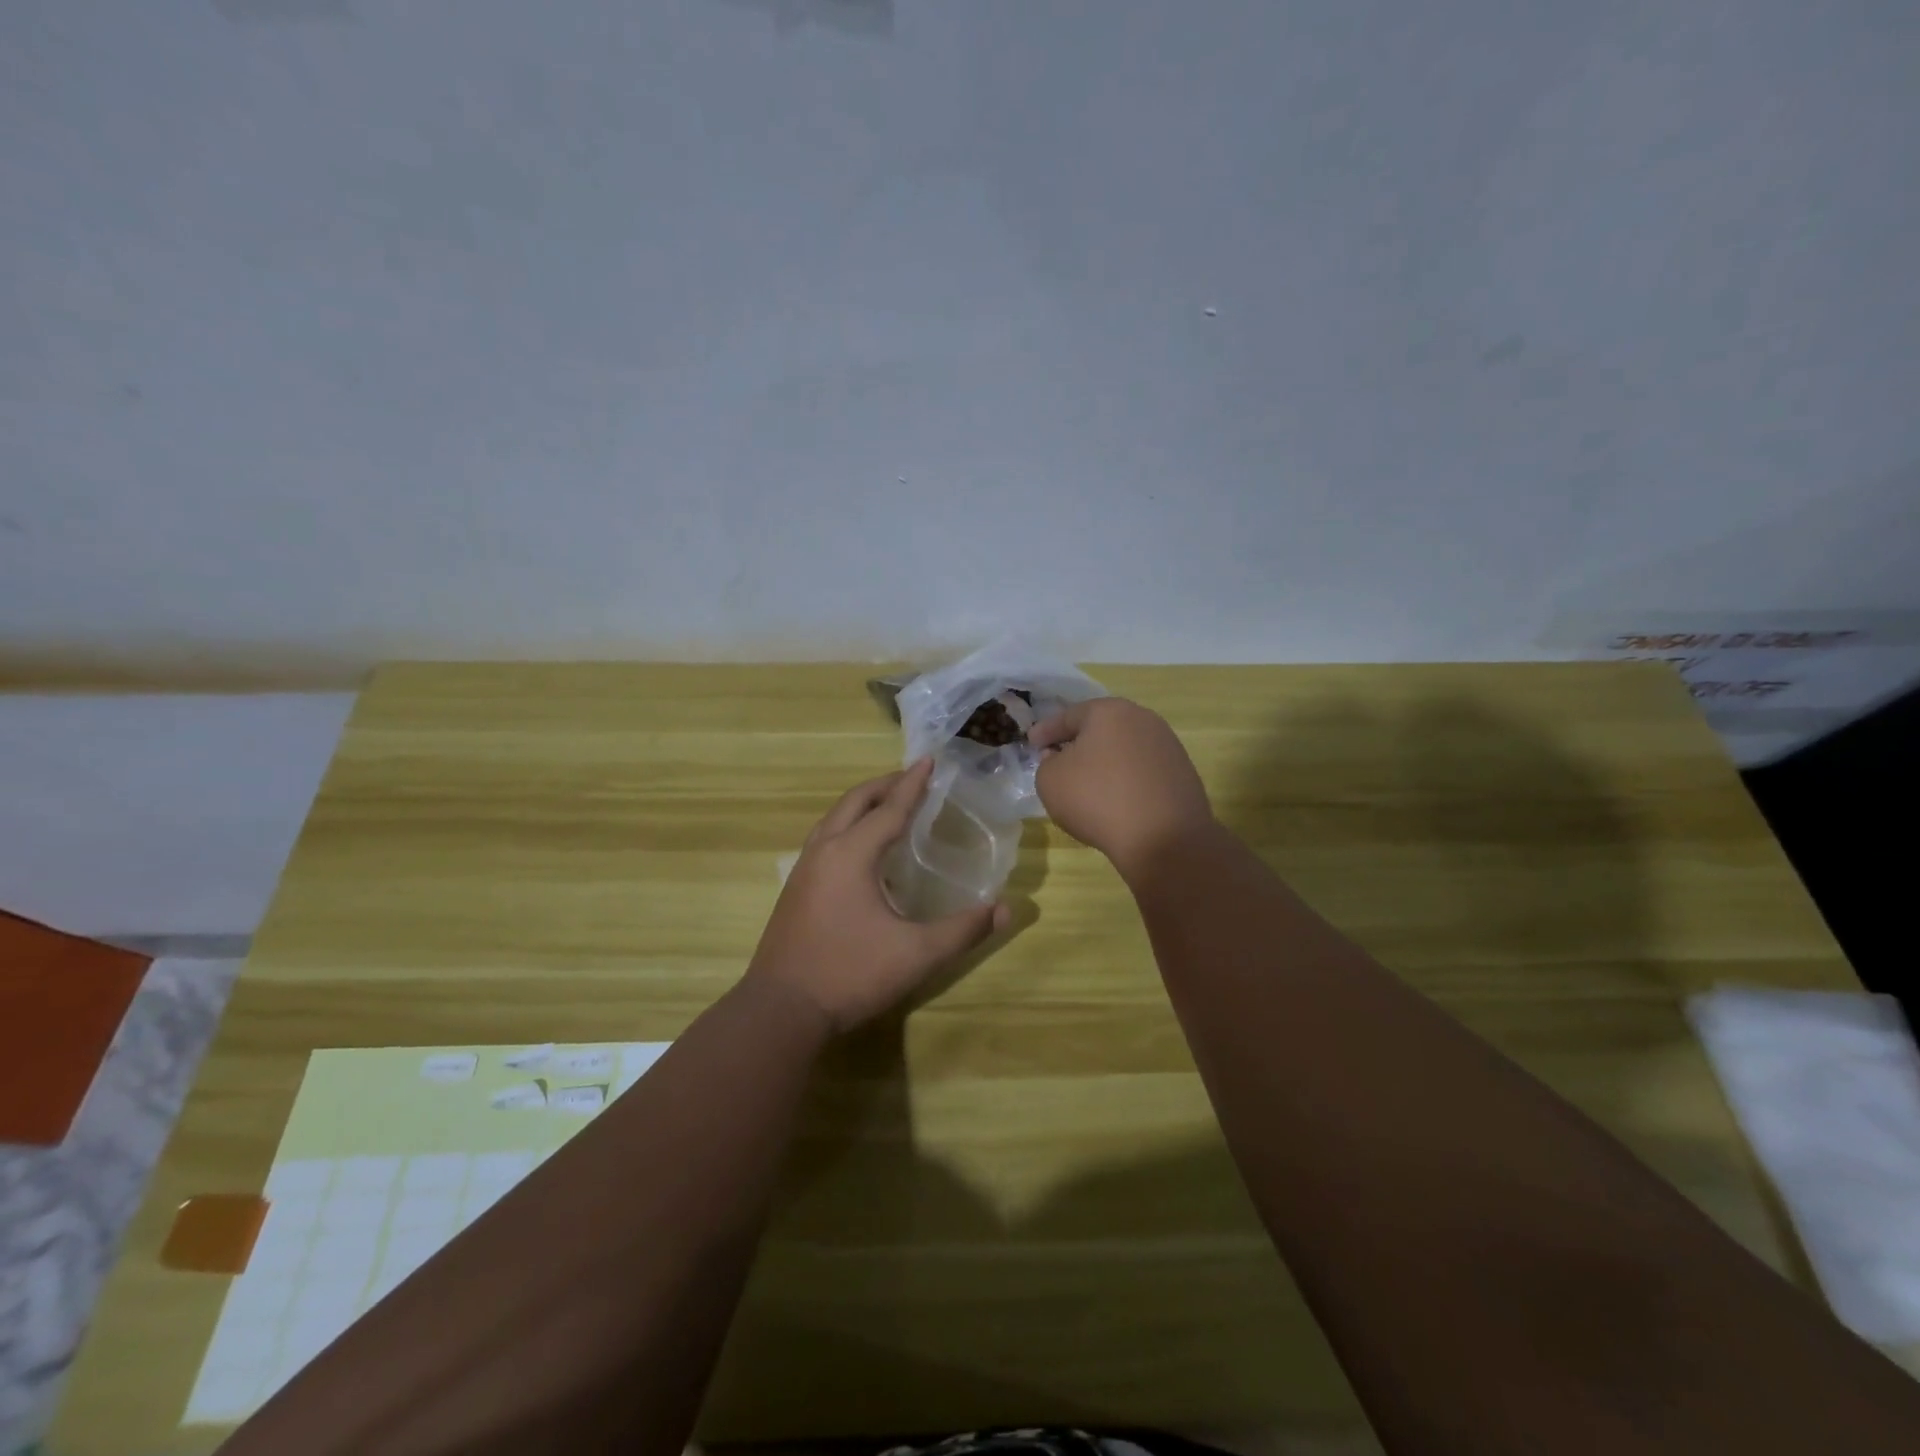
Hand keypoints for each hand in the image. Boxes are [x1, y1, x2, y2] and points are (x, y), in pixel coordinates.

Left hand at [747, 759, 1009, 1032]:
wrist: (780, 1010)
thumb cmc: (850, 974)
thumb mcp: (916, 954)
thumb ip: (963, 930)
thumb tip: (1005, 909)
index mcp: (851, 854)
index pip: (890, 808)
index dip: (913, 784)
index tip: (929, 760)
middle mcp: (824, 851)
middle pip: (855, 802)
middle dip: (885, 785)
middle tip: (913, 778)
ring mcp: (804, 869)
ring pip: (834, 819)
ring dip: (863, 804)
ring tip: (889, 805)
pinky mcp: (795, 889)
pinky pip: (825, 838)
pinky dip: (848, 825)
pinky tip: (860, 849)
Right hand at [1032, 697, 1214, 873]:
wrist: (1164, 839)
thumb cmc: (1098, 799)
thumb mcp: (1050, 781)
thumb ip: (1047, 762)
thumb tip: (1061, 757)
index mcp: (1109, 711)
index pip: (1068, 716)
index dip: (1046, 731)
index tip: (1031, 742)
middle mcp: (1142, 719)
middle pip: (1100, 727)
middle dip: (1078, 741)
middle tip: (1058, 757)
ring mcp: (1167, 745)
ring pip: (1123, 748)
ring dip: (1104, 761)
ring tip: (1088, 781)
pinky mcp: (1182, 773)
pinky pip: (1142, 770)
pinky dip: (1125, 779)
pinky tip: (1116, 799)